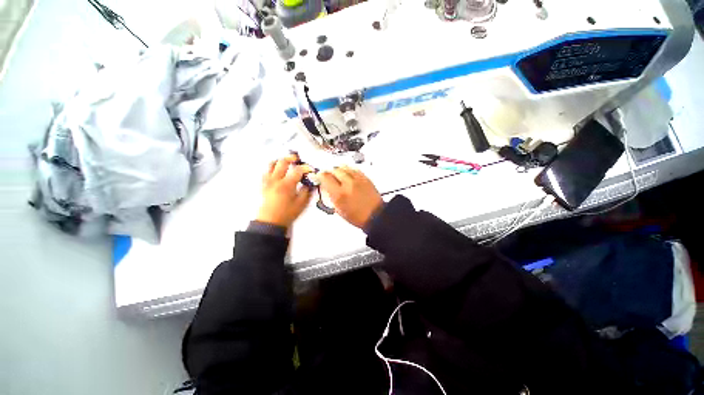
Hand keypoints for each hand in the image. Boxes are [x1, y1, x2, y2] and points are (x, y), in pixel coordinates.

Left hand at [257, 155, 312, 227]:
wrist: (270, 222)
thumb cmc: (286, 214)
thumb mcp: (301, 204)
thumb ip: (307, 191)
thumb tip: (310, 183)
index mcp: (286, 185)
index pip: (297, 170)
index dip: (306, 168)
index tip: (311, 169)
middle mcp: (275, 180)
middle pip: (282, 162)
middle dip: (292, 158)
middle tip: (298, 159)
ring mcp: (267, 181)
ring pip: (271, 164)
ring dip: (280, 160)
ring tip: (287, 162)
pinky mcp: (263, 185)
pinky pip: (266, 171)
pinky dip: (273, 167)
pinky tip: (278, 171)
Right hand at [319, 166, 382, 228]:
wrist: (375, 216)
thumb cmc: (359, 217)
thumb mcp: (339, 210)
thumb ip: (331, 196)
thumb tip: (326, 187)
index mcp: (339, 194)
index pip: (325, 177)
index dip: (320, 175)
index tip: (319, 176)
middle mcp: (348, 184)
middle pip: (334, 170)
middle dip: (329, 172)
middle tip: (328, 175)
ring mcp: (358, 180)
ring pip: (344, 167)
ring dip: (338, 170)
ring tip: (337, 174)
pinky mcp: (365, 178)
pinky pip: (354, 169)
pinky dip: (348, 170)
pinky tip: (348, 174)